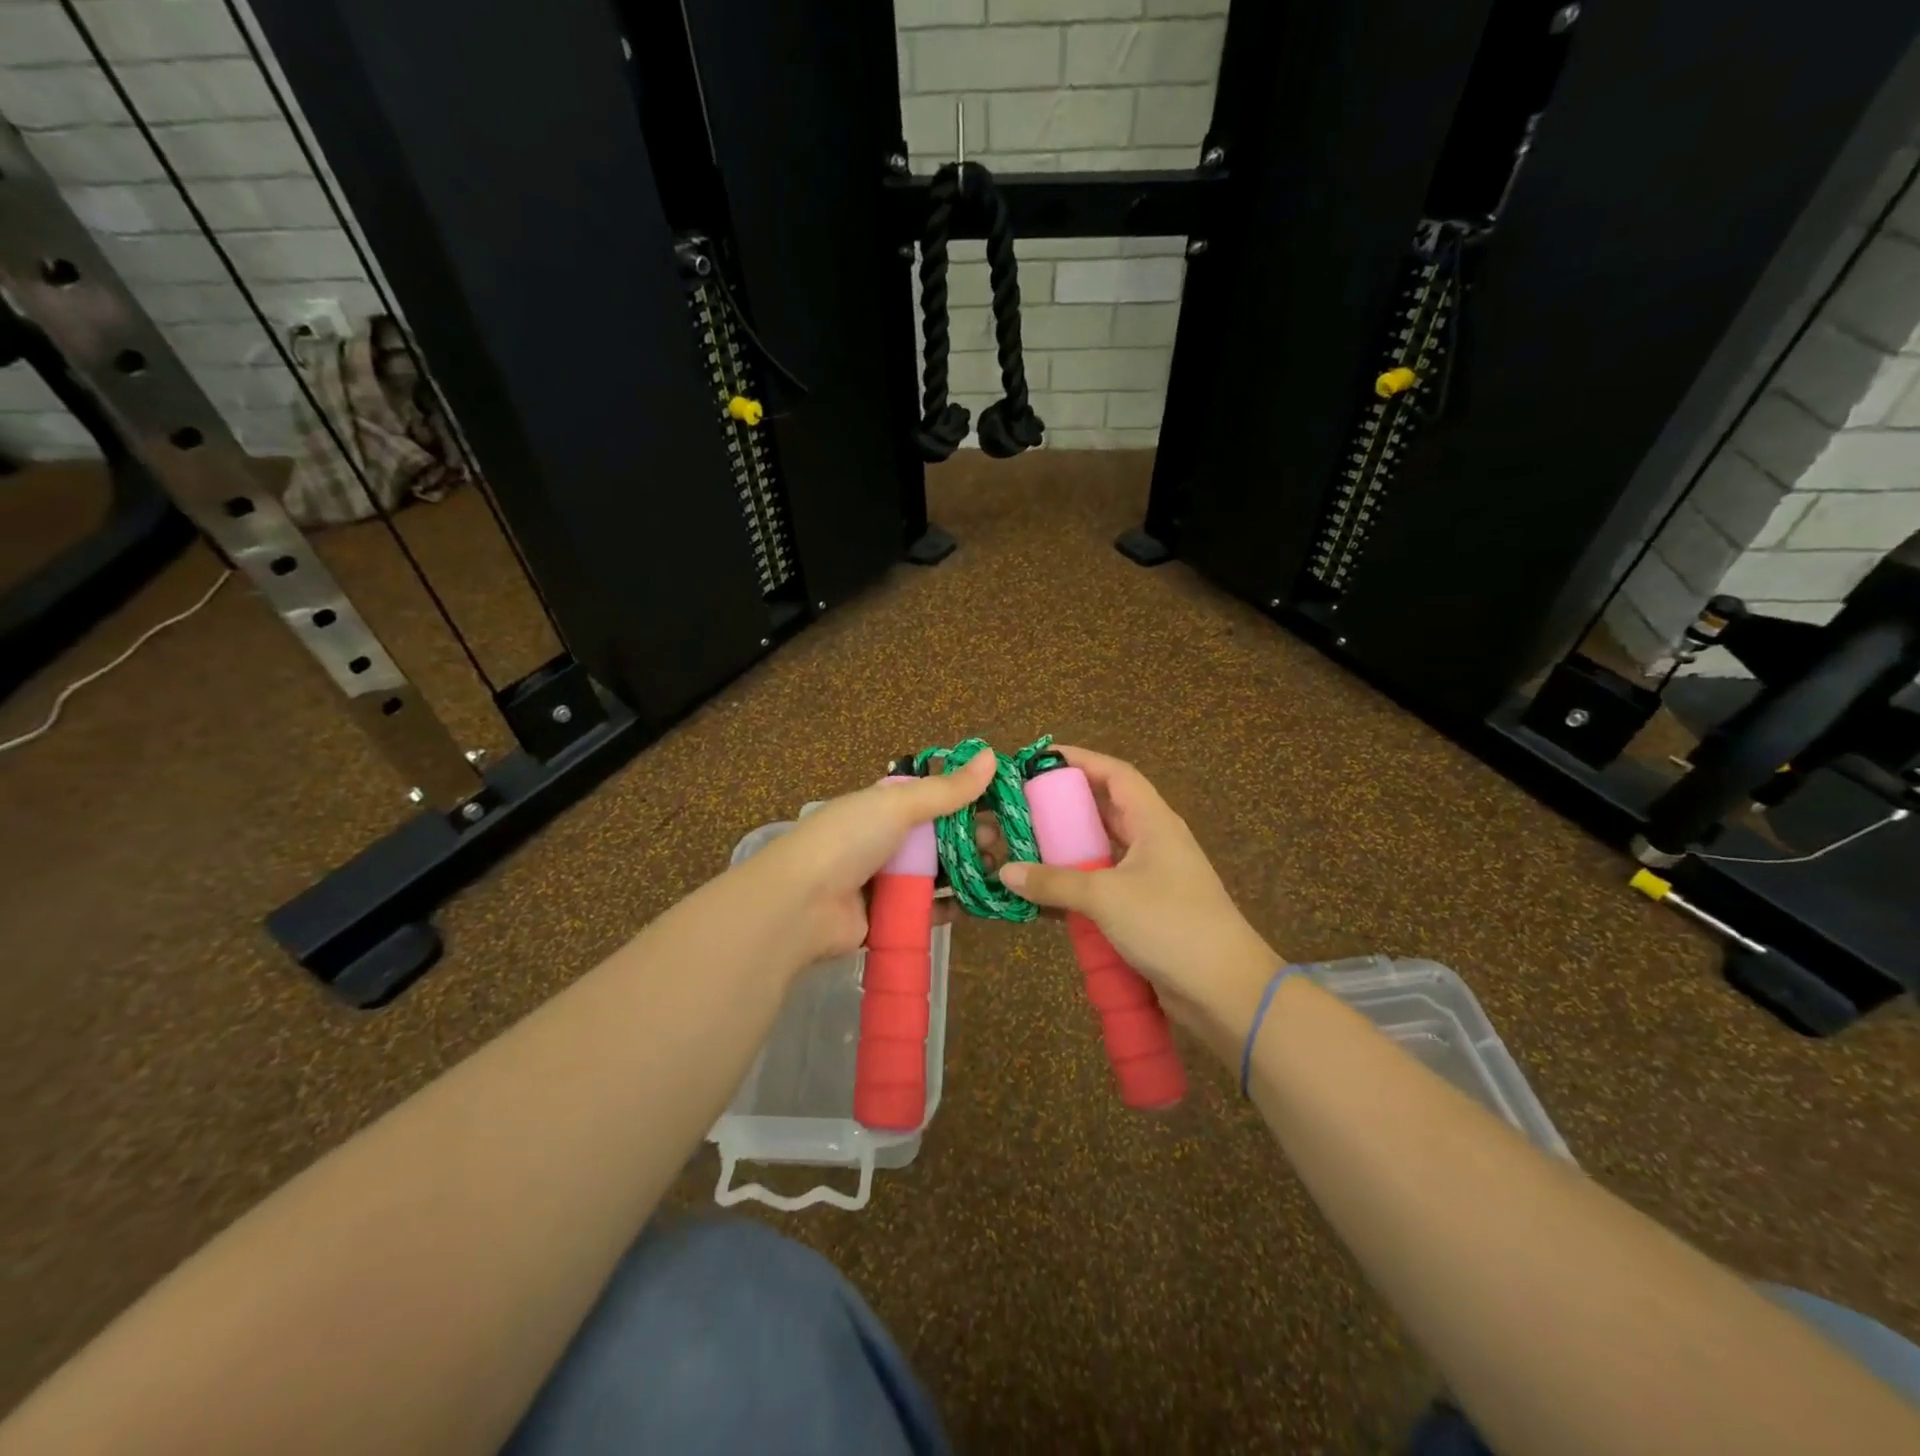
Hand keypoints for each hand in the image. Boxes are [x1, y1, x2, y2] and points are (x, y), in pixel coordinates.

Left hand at [744, 750, 997, 967]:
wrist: (801, 904)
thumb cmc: (849, 840)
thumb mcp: (898, 805)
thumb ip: (946, 789)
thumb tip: (990, 755)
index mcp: (882, 808)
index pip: (932, 800)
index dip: (965, 802)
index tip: (1000, 808)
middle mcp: (884, 842)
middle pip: (937, 839)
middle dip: (971, 840)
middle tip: (1003, 845)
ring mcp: (884, 881)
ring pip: (934, 875)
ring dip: (965, 874)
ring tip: (1000, 874)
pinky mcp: (886, 918)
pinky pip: (925, 910)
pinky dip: (950, 907)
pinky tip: (978, 904)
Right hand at [997, 746, 1282, 1061]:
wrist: (1225, 989)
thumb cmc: (1169, 924)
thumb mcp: (1106, 897)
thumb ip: (1054, 882)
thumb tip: (1005, 871)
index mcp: (1153, 822)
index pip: (1115, 774)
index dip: (1081, 760)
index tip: (1040, 759)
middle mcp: (1153, 841)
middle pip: (1107, 809)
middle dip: (1067, 805)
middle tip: (1024, 804)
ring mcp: (1152, 877)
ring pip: (1104, 849)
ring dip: (1069, 847)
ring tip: (1027, 844)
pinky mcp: (1147, 909)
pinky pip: (1105, 884)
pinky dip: (1077, 884)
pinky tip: (1046, 893)